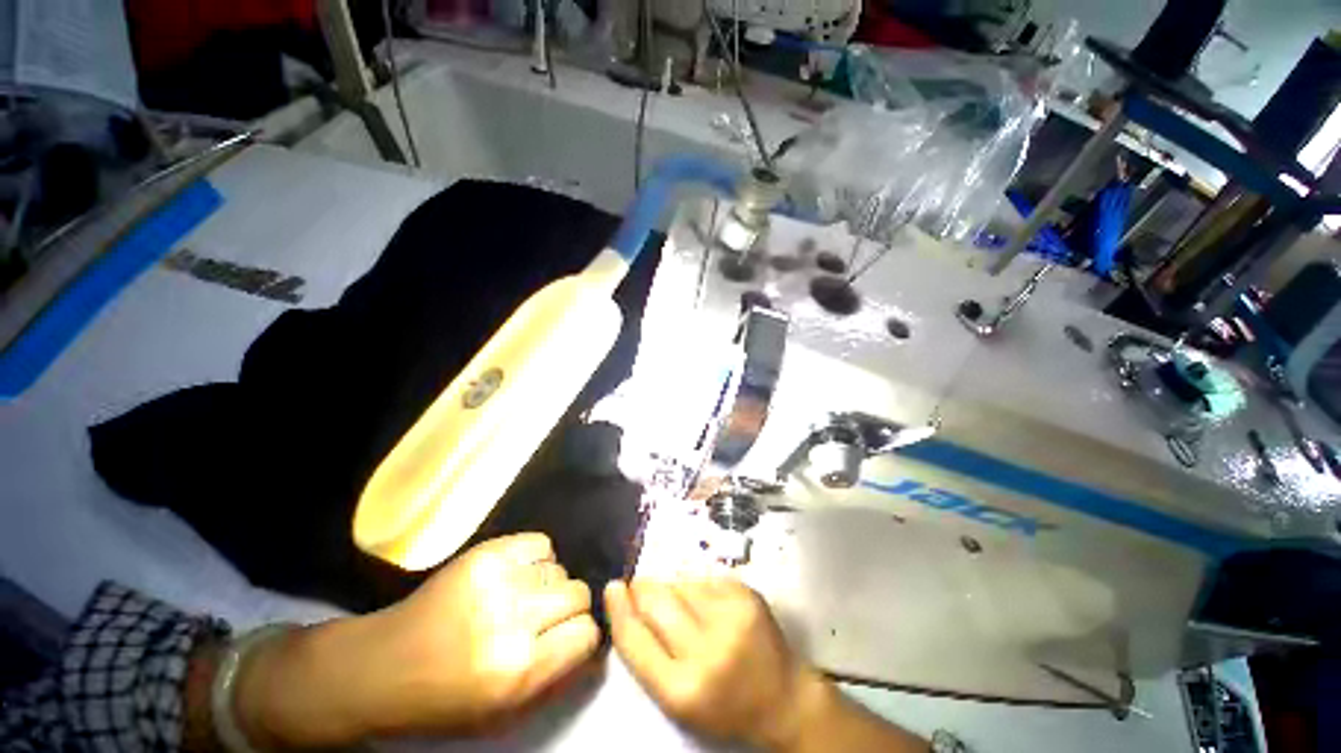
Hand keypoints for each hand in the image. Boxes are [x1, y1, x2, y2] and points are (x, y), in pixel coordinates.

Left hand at [235, 533, 599, 746]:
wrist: (381, 666)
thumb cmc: (444, 700)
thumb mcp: (503, 713)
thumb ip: (556, 678)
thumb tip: (593, 644)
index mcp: (518, 670)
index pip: (587, 633)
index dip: (583, 636)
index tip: (571, 638)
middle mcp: (513, 619)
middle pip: (578, 593)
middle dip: (571, 608)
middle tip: (547, 618)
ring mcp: (497, 579)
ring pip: (560, 568)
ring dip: (550, 584)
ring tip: (524, 597)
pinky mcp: (485, 552)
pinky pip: (540, 543)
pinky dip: (538, 558)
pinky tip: (518, 574)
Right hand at [605, 577, 825, 749]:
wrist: (783, 697)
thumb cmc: (723, 703)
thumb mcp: (678, 698)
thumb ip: (649, 655)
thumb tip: (627, 602)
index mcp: (682, 689)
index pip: (635, 639)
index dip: (618, 609)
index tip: (611, 588)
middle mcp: (706, 651)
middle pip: (655, 601)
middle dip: (641, 589)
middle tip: (637, 585)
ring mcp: (730, 617)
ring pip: (679, 583)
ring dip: (671, 587)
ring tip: (681, 604)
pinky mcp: (746, 594)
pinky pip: (704, 577)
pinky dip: (696, 585)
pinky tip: (706, 602)